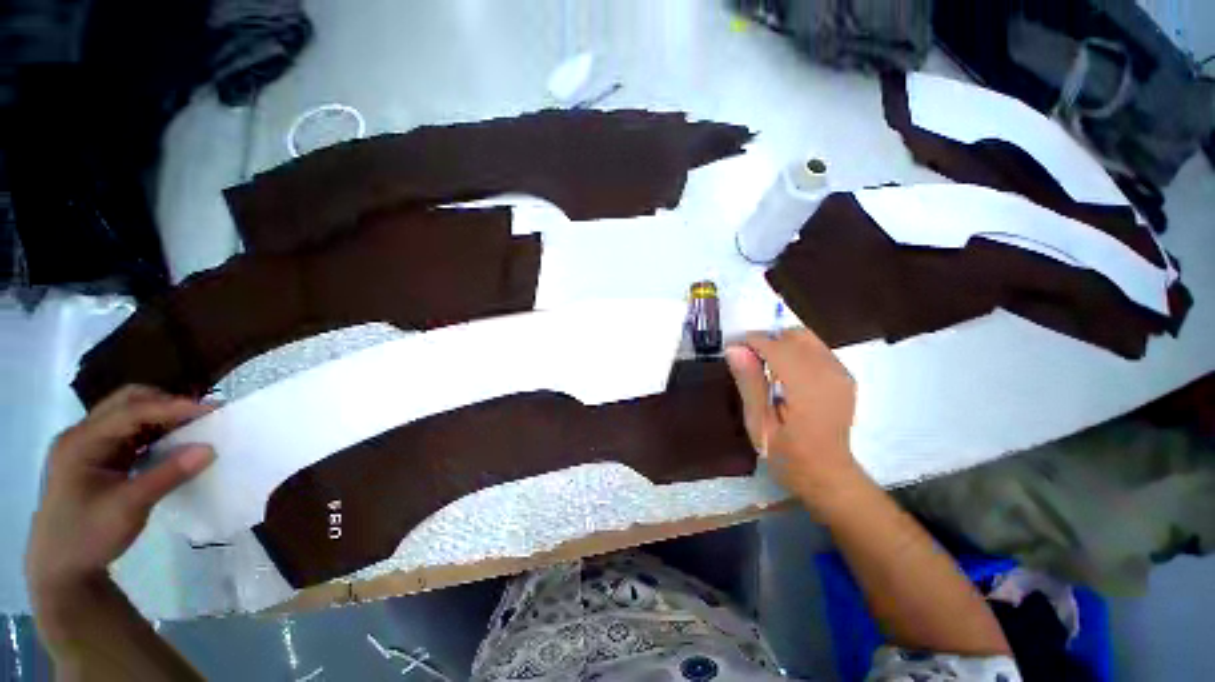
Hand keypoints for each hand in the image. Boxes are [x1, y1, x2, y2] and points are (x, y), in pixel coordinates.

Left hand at [25, 386, 214, 598]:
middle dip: (166, 404)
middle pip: (127, 402)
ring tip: (192, 428)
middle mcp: (83, 435)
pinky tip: (171, 445)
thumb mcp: (129, 508)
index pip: (131, 411)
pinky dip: (154, 434)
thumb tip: (210, 449)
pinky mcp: (98, 458)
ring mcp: (89, 446)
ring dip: (162, 418)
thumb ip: (168, 475)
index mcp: (81, 441)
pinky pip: (130, 434)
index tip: (211, 410)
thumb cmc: (88, 536)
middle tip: (201, 416)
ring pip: (130, 415)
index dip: (172, 407)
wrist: (61, 568)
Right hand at [725, 328, 862, 506]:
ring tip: (766, 367)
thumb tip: (734, 349)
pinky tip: (786, 374)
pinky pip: (817, 349)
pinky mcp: (844, 377)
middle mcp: (829, 372)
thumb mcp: (759, 423)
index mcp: (807, 386)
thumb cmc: (788, 455)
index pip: (776, 346)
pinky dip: (797, 352)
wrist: (828, 475)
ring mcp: (841, 374)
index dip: (752, 341)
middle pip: (795, 335)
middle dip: (768, 340)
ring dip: (782, 344)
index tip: (733, 349)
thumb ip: (749, 383)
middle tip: (749, 360)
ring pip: (807, 339)